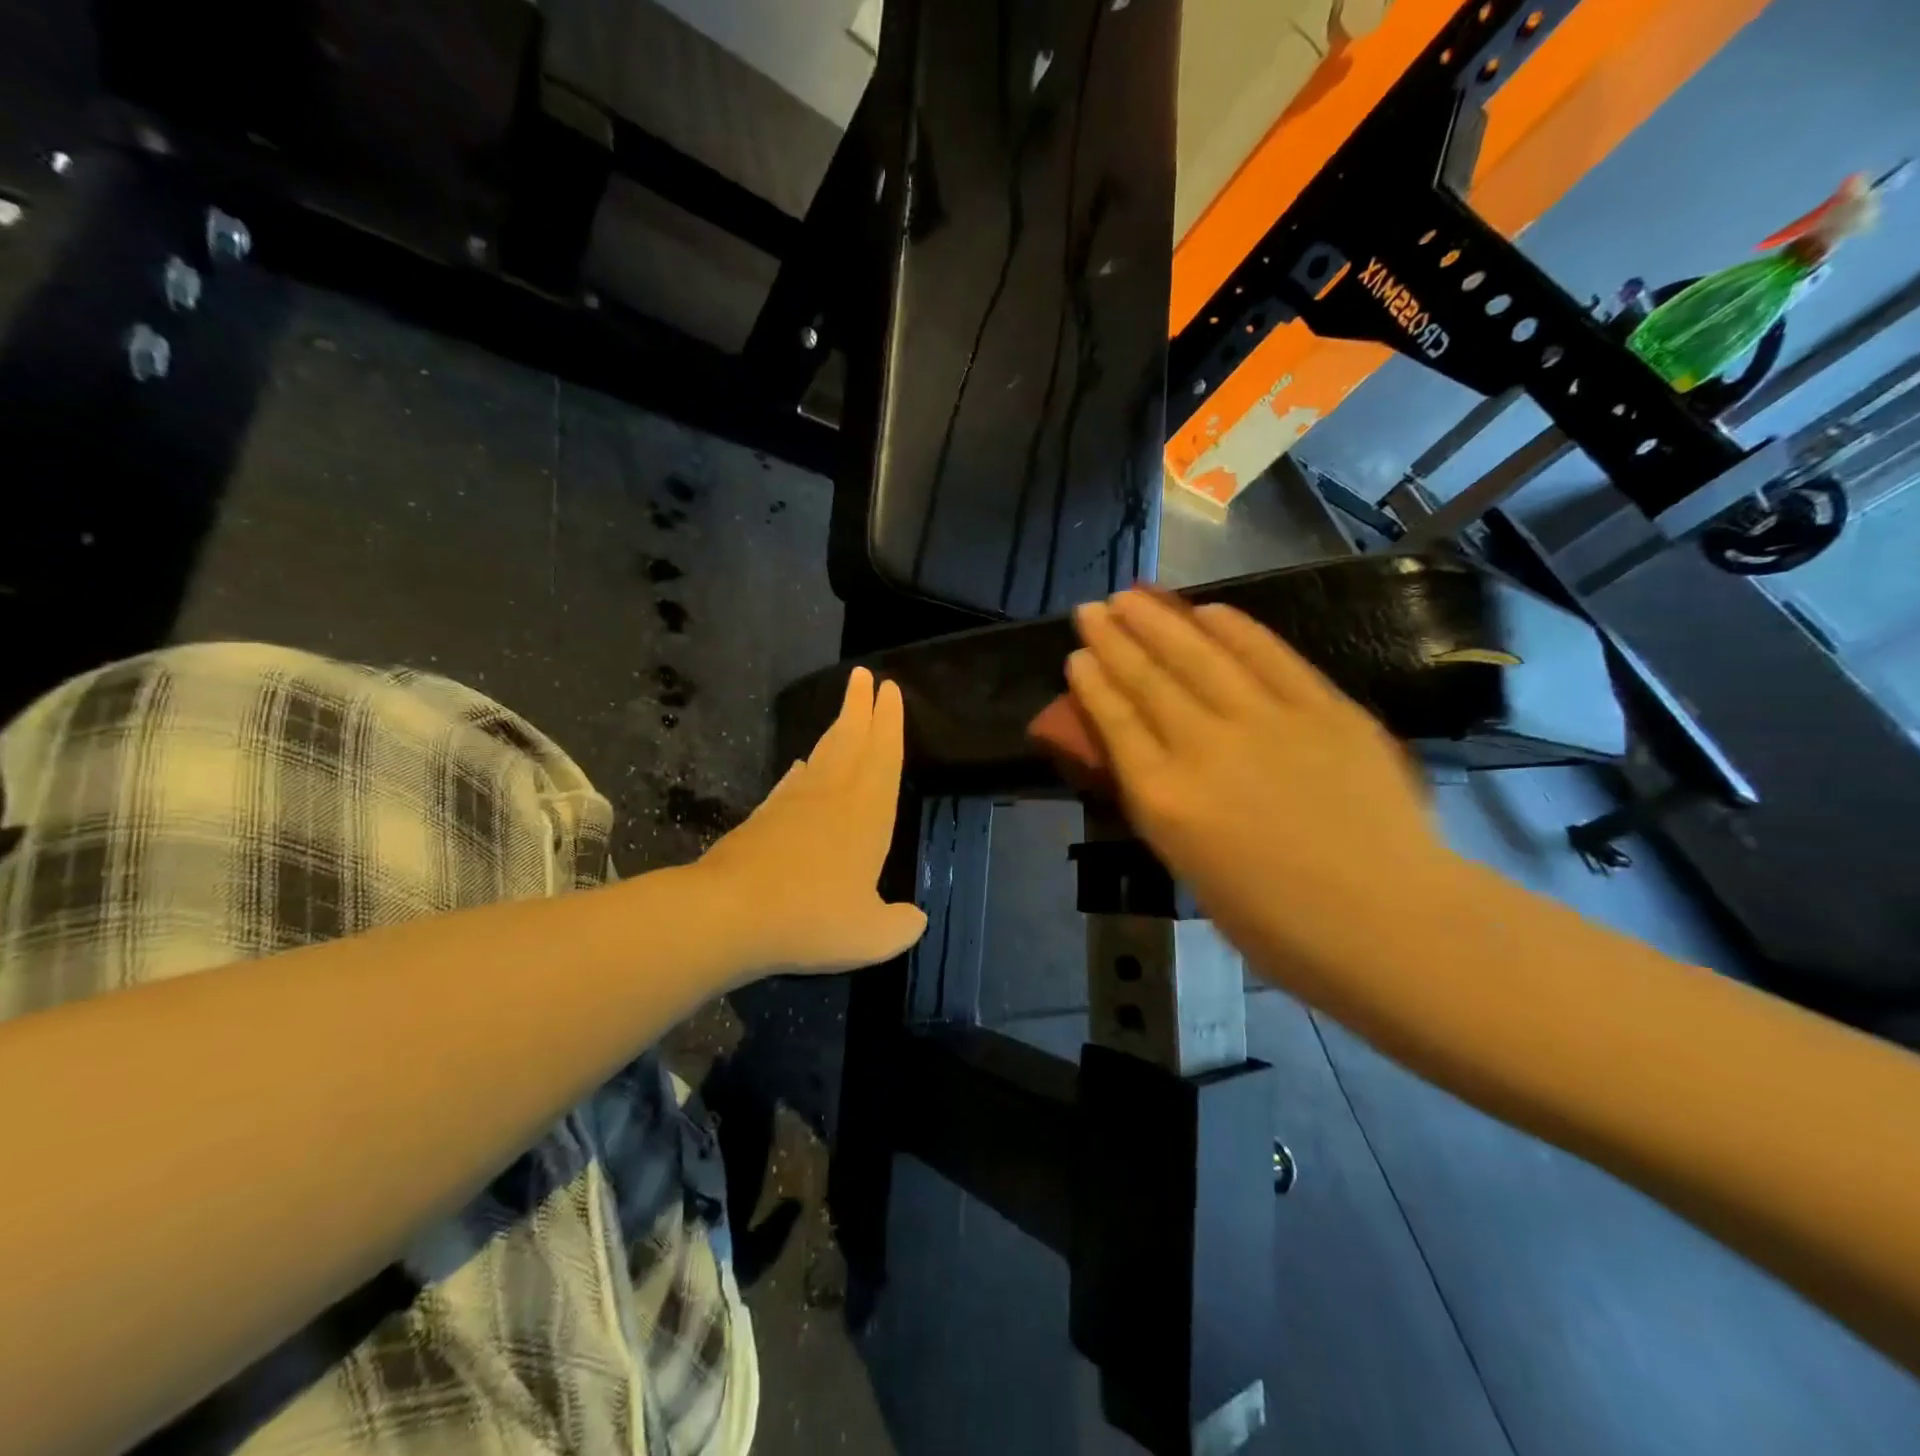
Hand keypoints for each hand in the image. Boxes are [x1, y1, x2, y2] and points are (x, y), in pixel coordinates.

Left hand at [695, 667, 927, 976]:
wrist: (730, 913)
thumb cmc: (812, 918)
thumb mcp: (871, 936)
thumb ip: (899, 927)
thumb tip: (913, 918)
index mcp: (867, 814)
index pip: (884, 756)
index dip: (890, 722)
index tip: (889, 689)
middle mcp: (833, 797)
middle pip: (851, 741)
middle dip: (860, 707)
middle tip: (863, 677)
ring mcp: (794, 804)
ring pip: (822, 755)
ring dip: (836, 730)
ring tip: (845, 715)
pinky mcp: (763, 818)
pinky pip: (790, 783)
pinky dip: (802, 769)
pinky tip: (801, 767)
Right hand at [1067, 590, 1461, 990]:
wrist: (1387, 922)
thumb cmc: (1277, 924)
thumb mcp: (1191, 869)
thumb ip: (1166, 807)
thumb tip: (1152, 762)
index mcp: (1165, 799)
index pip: (1115, 723)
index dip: (1092, 683)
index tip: (1077, 654)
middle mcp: (1203, 747)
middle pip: (1149, 679)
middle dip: (1114, 639)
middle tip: (1092, 608)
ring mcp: (1265, 720)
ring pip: (1200, 655)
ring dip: (1160, 621)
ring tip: (1131, 595)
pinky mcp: (1322, 707)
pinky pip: (1269, 656)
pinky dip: (1235, 629)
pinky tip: (1208, 609)